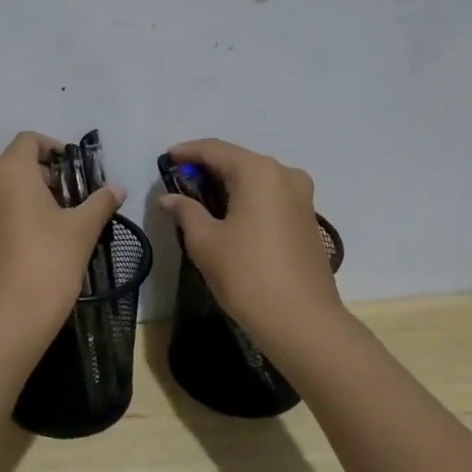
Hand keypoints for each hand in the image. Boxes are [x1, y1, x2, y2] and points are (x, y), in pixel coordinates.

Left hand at [0, 132, 126, 353]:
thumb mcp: (82, 230)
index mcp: (8, 172)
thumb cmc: (47, 264)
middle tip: (74, 202)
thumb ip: (99, 202)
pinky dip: (12, 219)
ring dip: (29, 199)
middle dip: (46, 177)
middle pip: (15, 165)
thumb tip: (116, 188)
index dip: (54, 148)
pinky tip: (33, 249)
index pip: (29, 140)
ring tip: (57, 227)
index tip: (76, 171)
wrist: (3, 322)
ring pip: (2, 191)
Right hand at [159, 138, 345, 345]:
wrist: (302, 321)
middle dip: (207, 168)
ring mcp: (301, 197)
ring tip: (200, 200)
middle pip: (237, 161)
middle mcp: (284, 174)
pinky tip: (228, 216)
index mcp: (257, 171)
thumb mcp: (205, 241)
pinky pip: (270, 197)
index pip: (214, 150)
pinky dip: (246, 199)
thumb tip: (169, 198)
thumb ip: (185, 211)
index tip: (165, 159)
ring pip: (255, 179)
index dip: (187, 152)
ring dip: (227, 185)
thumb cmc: (247, 274)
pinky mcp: (307, 219)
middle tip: (179, 182)